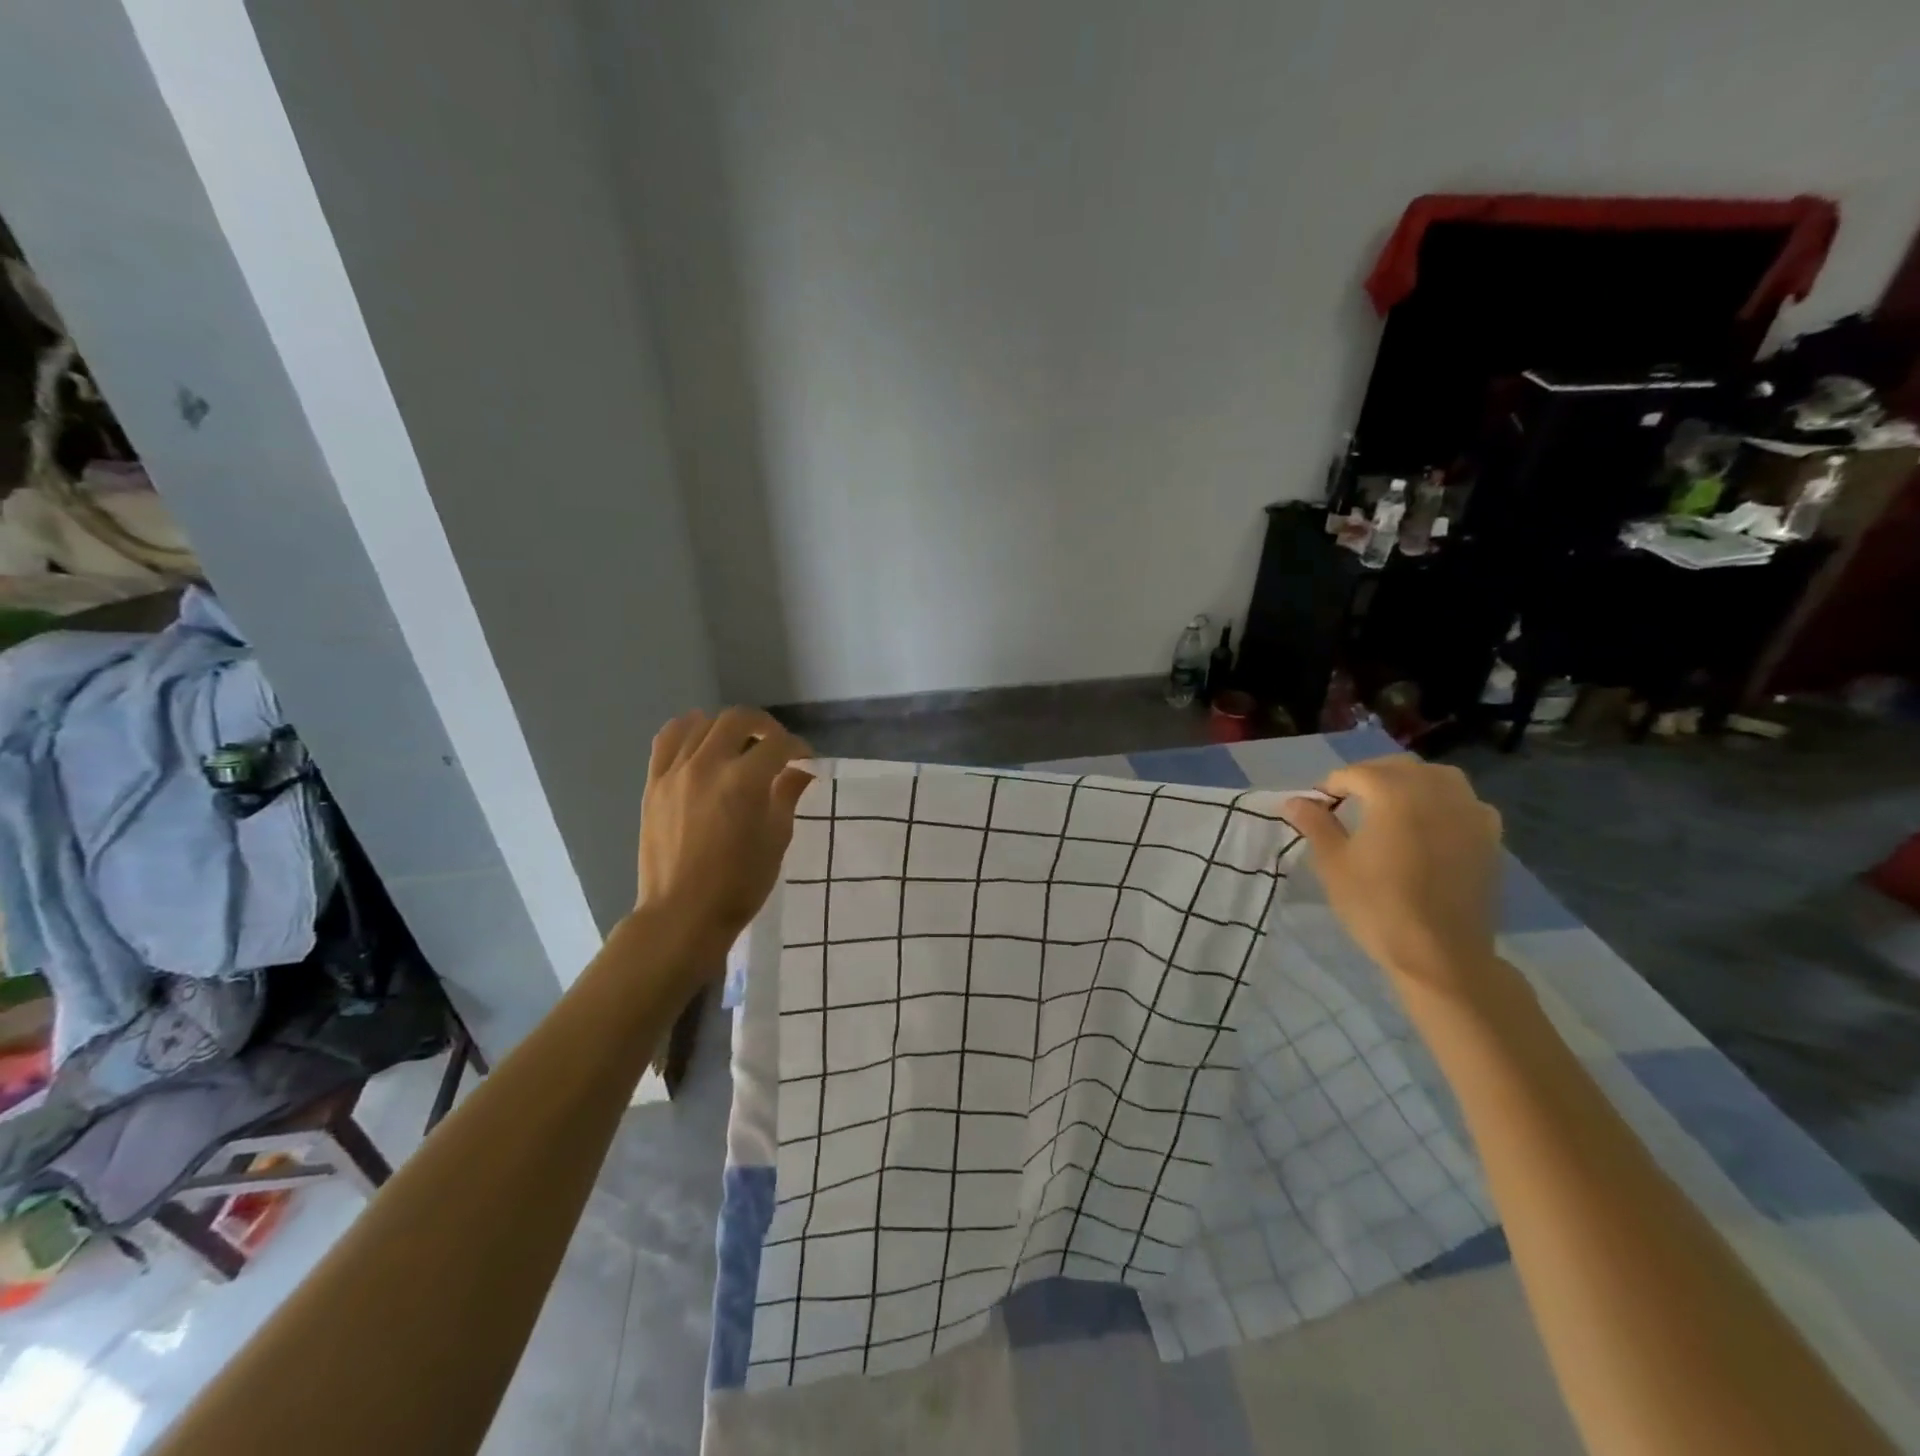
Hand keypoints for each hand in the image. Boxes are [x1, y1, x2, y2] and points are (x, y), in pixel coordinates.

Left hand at [637, 708, 812, 949]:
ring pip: (702, 723)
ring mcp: (675, 772)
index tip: (805, 761)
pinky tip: (700, 739)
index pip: (777, 744)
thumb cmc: (740, 883)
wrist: (683, 914)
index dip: (798, 748)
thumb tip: (800, 771)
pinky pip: (667, 739)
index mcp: (744, 781)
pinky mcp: (654, 783)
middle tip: (776, 746)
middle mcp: (707, 765)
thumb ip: (787, 795)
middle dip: (765, 726)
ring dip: (728, 727)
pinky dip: (688, 730)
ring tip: (739, 745)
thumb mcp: (776, 839)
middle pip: (738, 719)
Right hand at [1280, 756, 1503, 1001]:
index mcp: (1395, 793)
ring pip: (1436, 777)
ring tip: (1389, 807)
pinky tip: (1429, 825)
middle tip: (1347, 804)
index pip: (1355, 773)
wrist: (1440, 953)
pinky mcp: (1490, 835)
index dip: (1331, 787)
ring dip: (1409, 783)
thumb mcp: (1333, 863)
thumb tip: (1296, 801)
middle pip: (1397, 768)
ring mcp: (1469, 811)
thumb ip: (1315, 824)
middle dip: (1369, 777)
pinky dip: (1442, 802)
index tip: (1318, 809)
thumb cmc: (1377, 905)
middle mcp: (1436, 790)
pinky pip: (1463, 802)